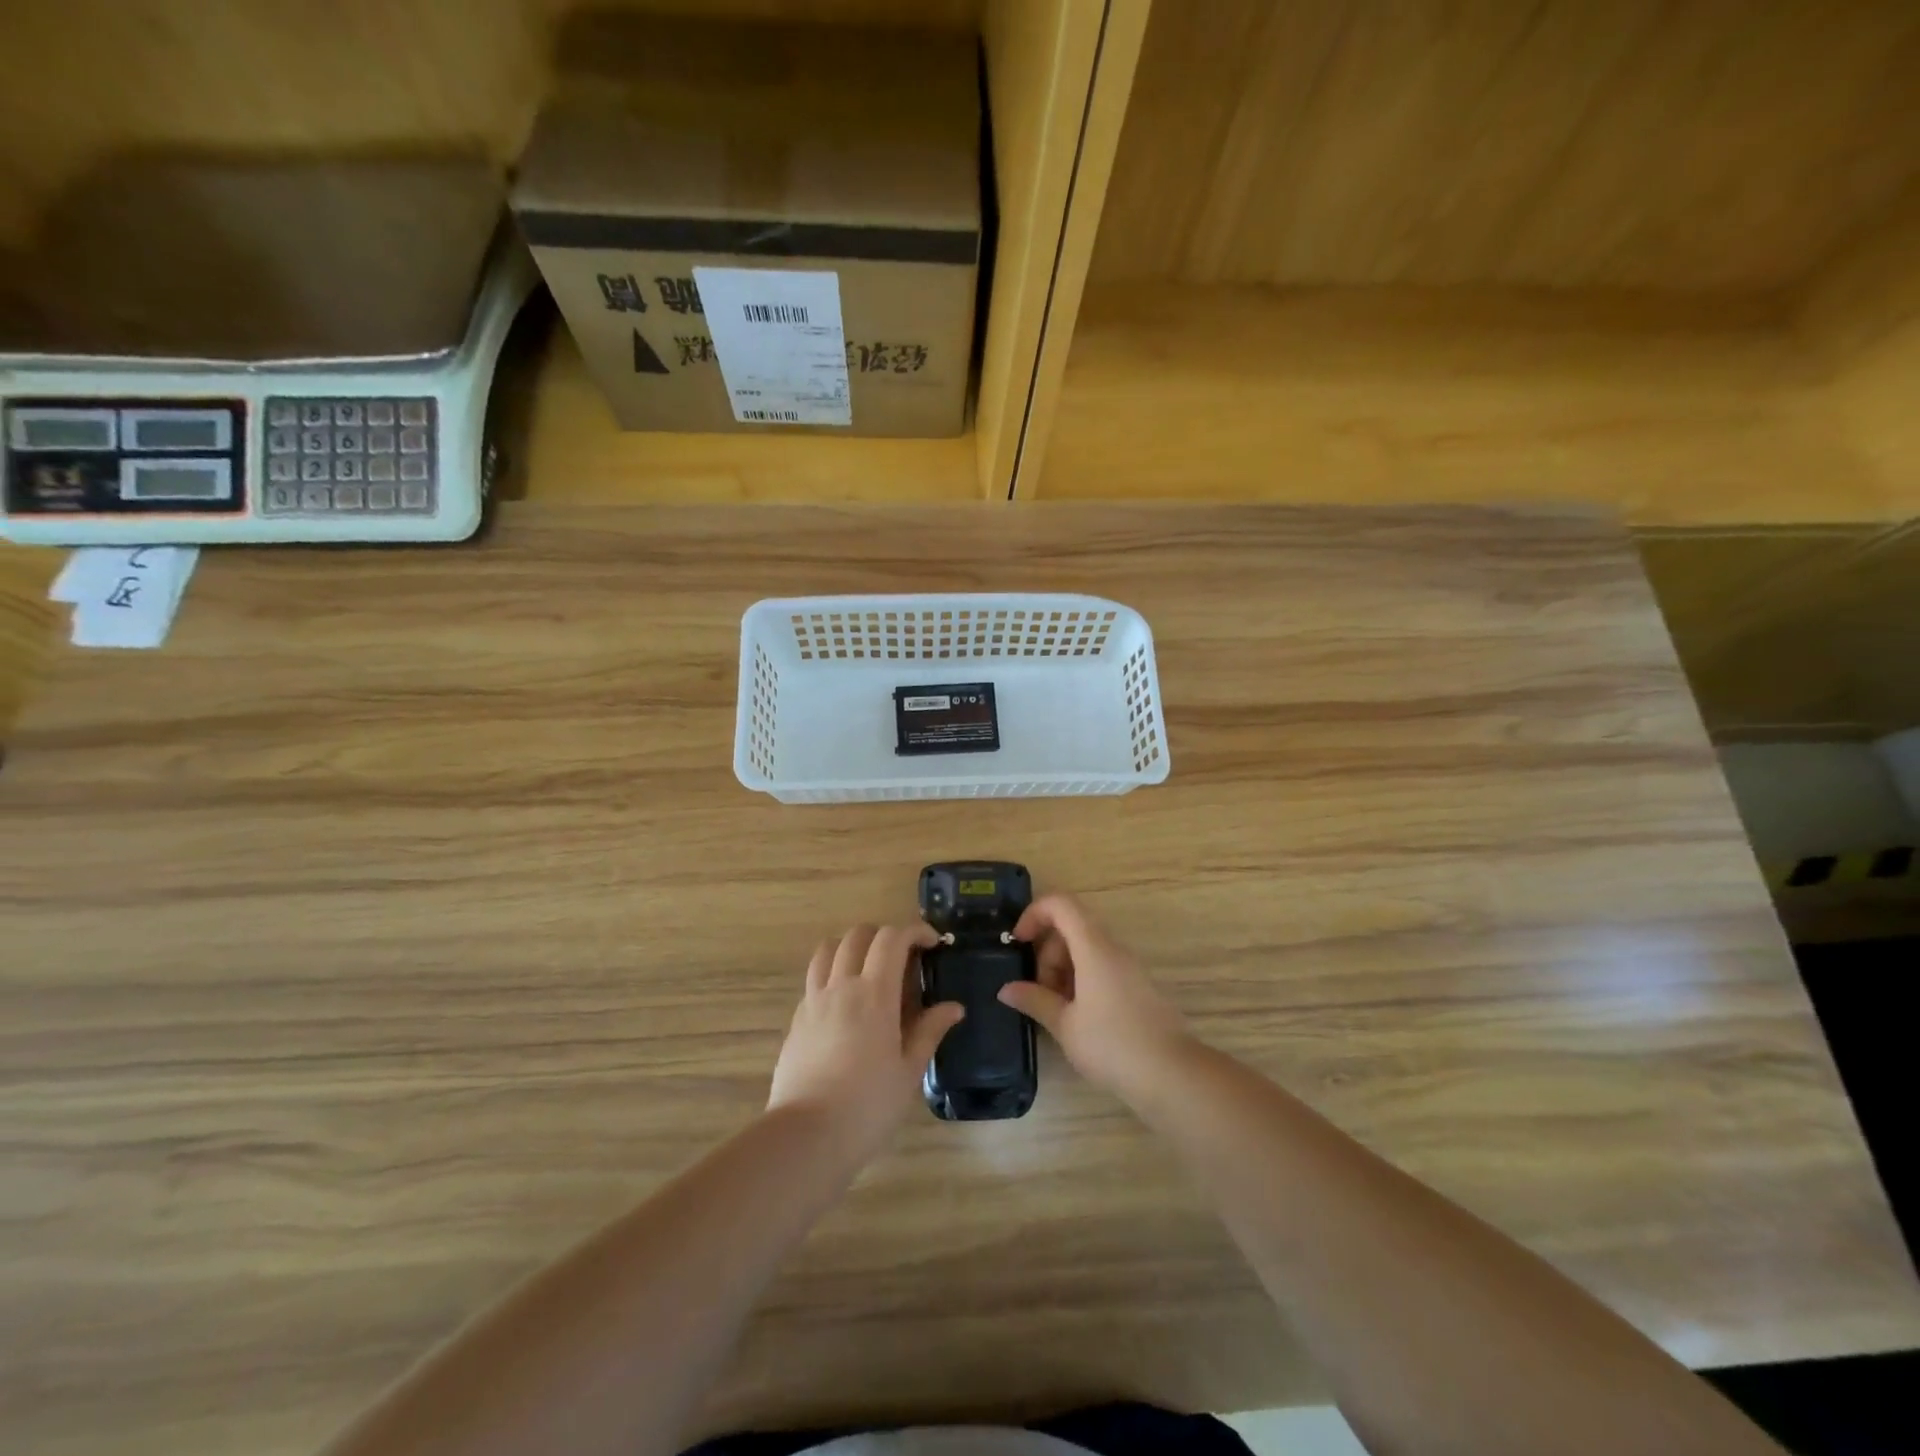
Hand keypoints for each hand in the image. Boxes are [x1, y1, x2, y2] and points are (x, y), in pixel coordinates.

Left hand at [768, 923, 965, 1163]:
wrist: (806, 1136)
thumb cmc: (867, 1106)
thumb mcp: (909, 1071)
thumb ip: (929, 1031)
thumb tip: (953, 1007)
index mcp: (874, 994)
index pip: (892, 939)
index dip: (915, 931)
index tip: (933, 943)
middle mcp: (841, 986)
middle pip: (858, 935)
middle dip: (884, 935)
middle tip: (903, 957)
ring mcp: (814, 1001)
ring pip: (828, 949)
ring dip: (852, 946)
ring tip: (869, 969)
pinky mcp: (797, 1019)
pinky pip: (815, 979)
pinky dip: (833, 974)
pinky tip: (845, 1004)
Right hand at [998, 894, 1190, 1102]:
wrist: (1172, 1075)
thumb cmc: (1112, 1045)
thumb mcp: (1065, 1025)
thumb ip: (1034, 1000)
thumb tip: (1007, 989)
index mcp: (1094, 948)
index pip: (1061, 904)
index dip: (1034, 913)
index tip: (1018, 943)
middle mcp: (1114, 949)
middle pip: (1071, 928)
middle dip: (1047, 953)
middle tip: (1039, 993)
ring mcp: (1129, 967)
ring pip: (1086, 950)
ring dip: (1063, 970)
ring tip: (1057, 1011)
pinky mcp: (1138, 986)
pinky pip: (1102, 968)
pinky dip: (1082, 981)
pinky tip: (1078, 1018)